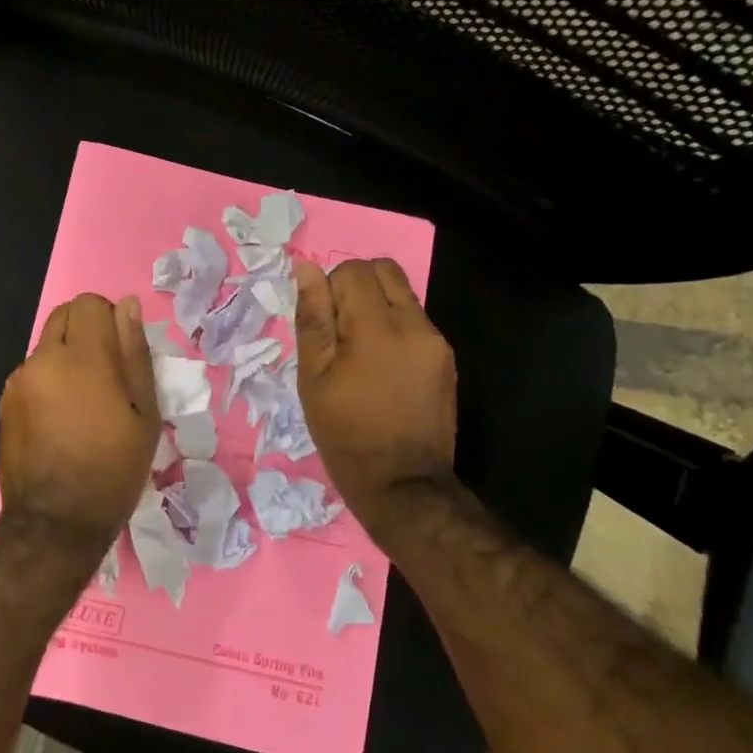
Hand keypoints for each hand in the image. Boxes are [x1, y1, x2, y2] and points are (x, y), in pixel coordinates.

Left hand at [0, 293, 159, 550]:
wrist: (55, 522)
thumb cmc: (113, 469)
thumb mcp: (144, 414)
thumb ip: (134, 353)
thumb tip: (126, 306)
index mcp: (82, 357)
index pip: (89, 303)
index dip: (109, 319)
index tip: (121, 353)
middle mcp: (43, 359)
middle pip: (64, 316)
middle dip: (86, 331)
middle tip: (106, 375)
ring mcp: (19, 380)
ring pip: (47, 345)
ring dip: (66, 357)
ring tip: (83, 404)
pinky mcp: (6, 401)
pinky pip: (32, 372)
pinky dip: (49, 380)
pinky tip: (60, 420)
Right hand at [293, 258, 457, 532]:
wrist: (403, 482)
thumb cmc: (345, 433)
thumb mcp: (313, 378)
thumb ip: (313, 319)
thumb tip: (306, 270)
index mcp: (376, 329)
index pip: (353, 270)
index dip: (330, 289)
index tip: (323, 326)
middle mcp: (414, 324)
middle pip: (384, 270)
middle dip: (356, 286)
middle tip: (339, 329)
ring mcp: (435, 341)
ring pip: (401, 293)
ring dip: (376, 307)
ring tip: (360, 352)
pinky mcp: (445, 357)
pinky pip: (415, 321)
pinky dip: (393, 328)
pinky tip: (382, 368)